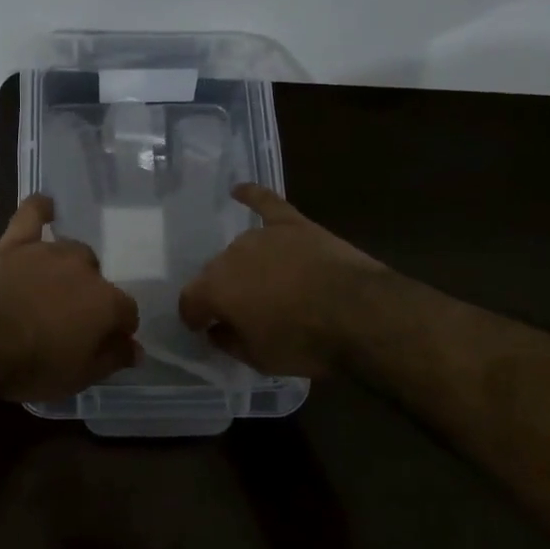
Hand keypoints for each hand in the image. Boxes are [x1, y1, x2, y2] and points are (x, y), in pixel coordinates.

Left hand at [0, 195, 140, 401]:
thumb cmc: (32, 366)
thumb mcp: (79, 377)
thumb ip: (113, 359)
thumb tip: (136, 349)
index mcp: (106, 302)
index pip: (126, 312)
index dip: (118, 328)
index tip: (106, 342)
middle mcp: (84, 268)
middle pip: (98, 279)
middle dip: (90, 298)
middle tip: (69, 320)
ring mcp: (48, 252)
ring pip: (71, 252)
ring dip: (68, 269)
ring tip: (52, 289)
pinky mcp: (15, 244)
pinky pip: (32, 214)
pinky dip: (41, 208)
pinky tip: (47, 206)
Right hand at [178, 184, 387, 378]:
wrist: (359, 314)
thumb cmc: (304, 342)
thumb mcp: (259, 359)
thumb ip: (229, 341)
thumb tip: (217, 330)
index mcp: (215, 289)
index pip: (190, 301)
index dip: (194, 317)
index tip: (203, 329)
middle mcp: (230, 255)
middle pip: (215, 273)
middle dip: (222, 292)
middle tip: (241, 312)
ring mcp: (262, 235)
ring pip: (241, 249)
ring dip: (244, 266)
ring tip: (262, 283)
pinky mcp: (293, 224)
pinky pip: (266, 203)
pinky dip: (252, 196)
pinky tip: (239, 189)